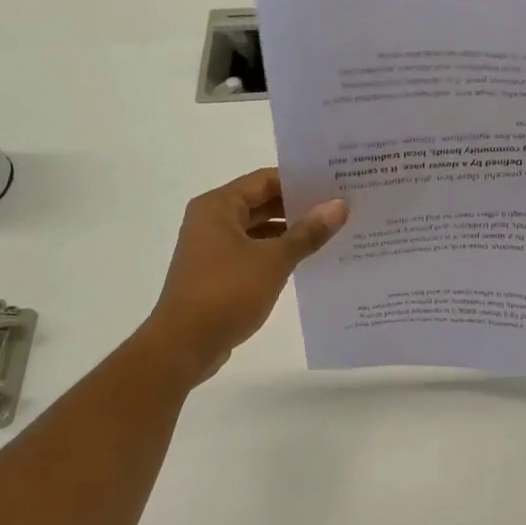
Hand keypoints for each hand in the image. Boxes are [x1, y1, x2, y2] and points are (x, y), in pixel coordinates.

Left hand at [141, 169, 347, 384]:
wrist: (184, 345)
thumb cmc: (226, 293)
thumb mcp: (274, 260)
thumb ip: (308, 232)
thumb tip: (339, 206)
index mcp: (218, 206)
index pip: (266, 180)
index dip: (301, 181)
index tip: (336, 185)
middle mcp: (212, 220)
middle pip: (262, 202)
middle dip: (299, 207)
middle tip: (341, 208)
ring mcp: (213, 248)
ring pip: (259, 229)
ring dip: (290, 232)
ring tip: (332, 233)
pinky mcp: (218, 273)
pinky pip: (253, 252)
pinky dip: (277, 253)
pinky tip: (307, 260)